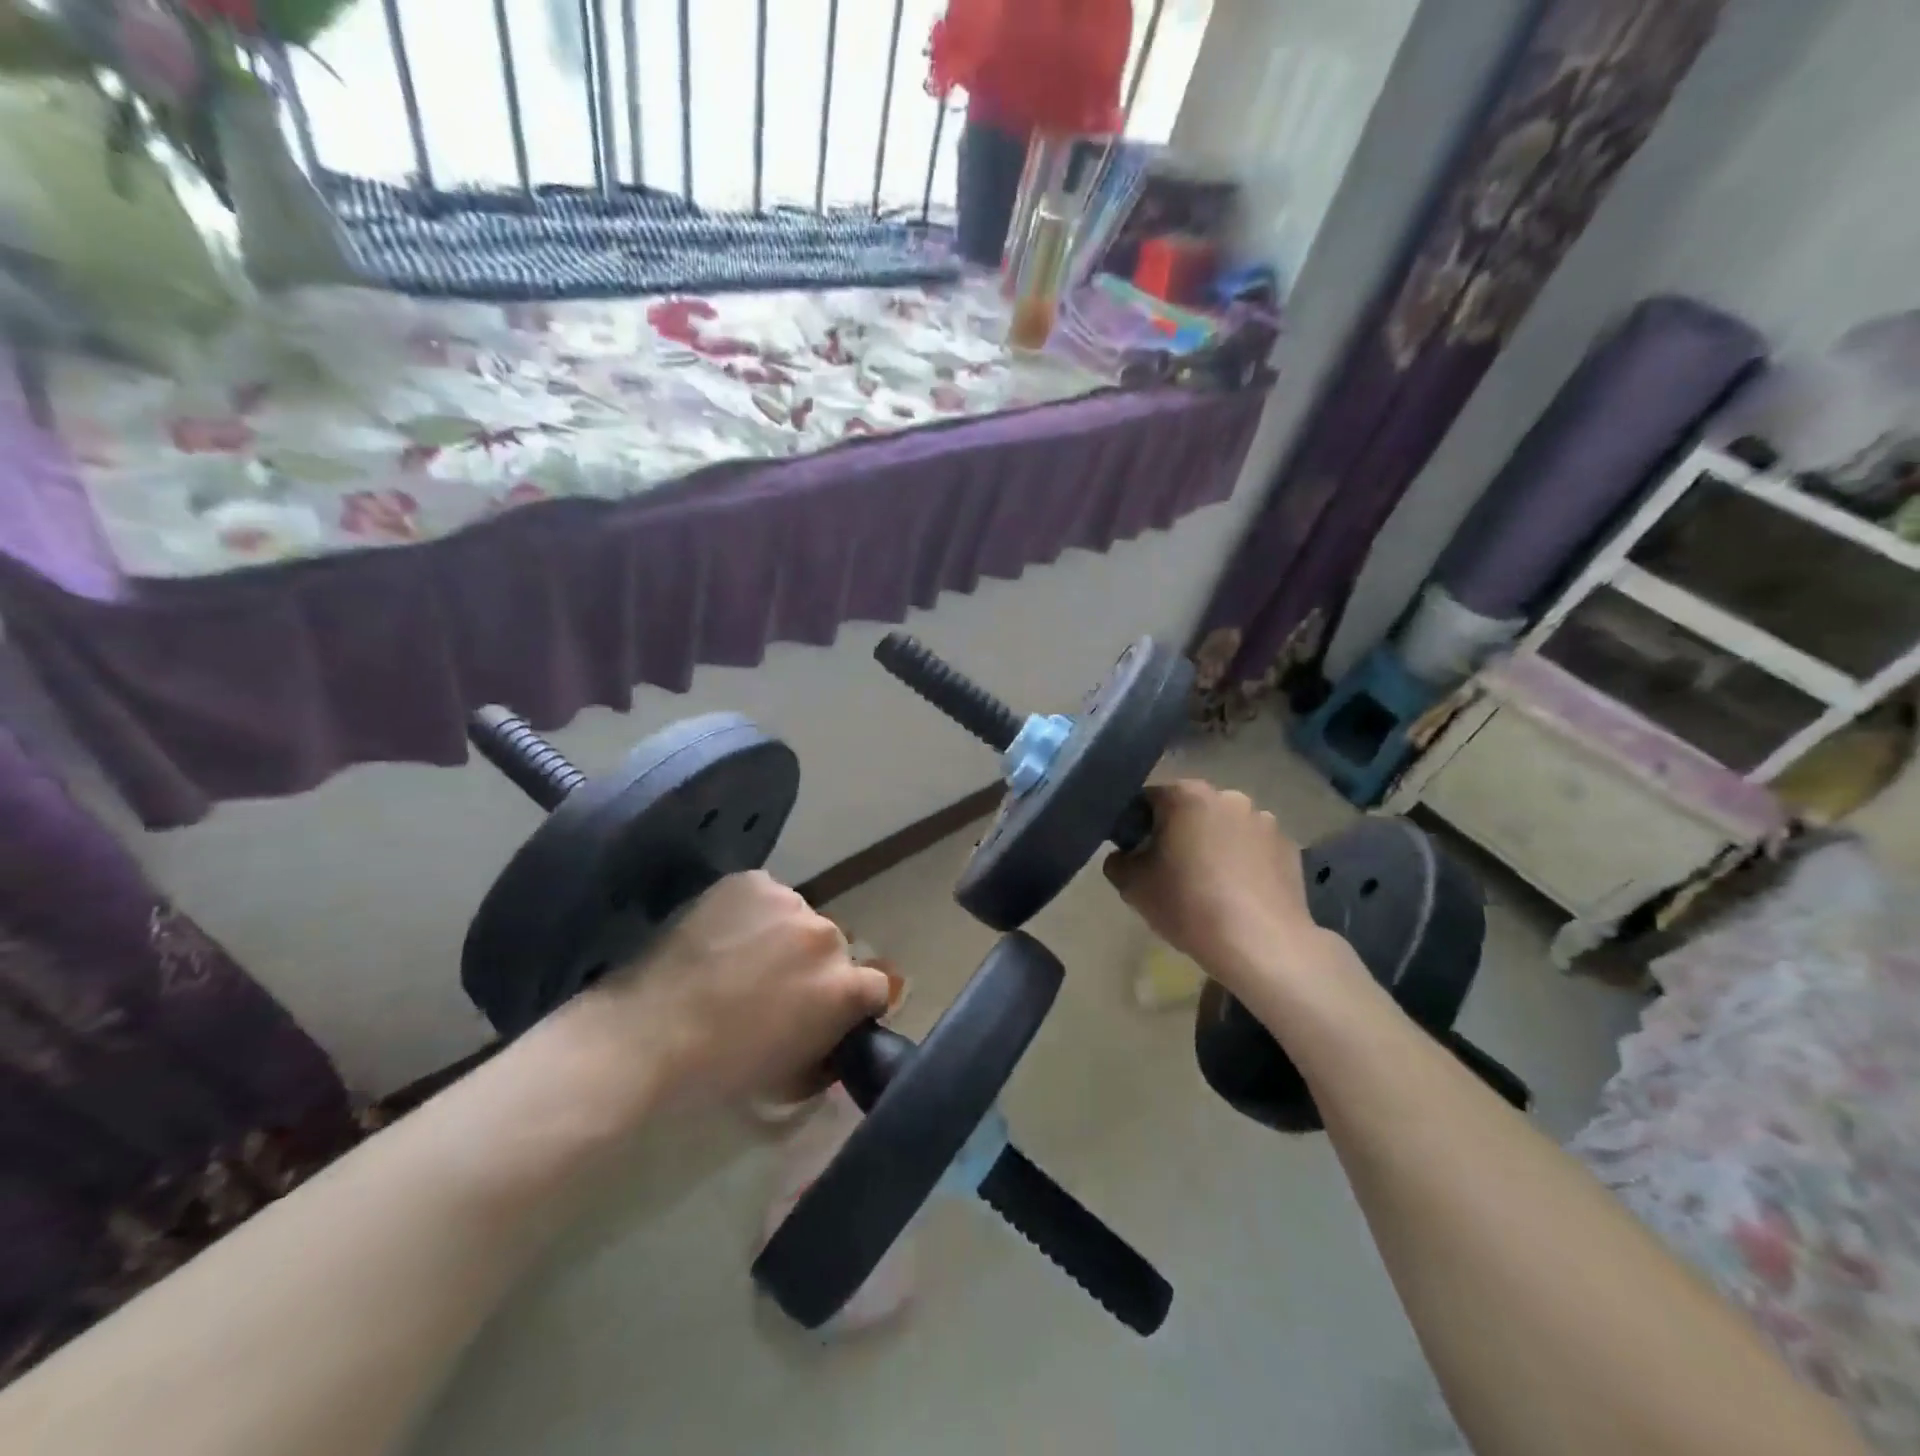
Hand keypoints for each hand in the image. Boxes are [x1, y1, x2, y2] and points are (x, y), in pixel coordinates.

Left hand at [553, 872, 890, 1113]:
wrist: (649, 1033)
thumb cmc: (722, 1068)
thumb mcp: (792, 1078)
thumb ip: (829, 1053)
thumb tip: (835, 1039)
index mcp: (844, 986)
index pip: (877, 985)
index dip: (852, 1002)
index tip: (825, 1012)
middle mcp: (826, 936)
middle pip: (835, 948)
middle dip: (814, 966)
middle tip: (774, 987)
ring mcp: (788, 902)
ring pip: (799, 918)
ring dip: (784, 936)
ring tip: (741, 959)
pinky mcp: (752, 881)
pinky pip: (766, 896)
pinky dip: (753, 913)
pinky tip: (723, 936)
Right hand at [1104, 780, 1339, 999]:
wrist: (1261, 945)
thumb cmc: (1189, 905)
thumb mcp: (1131, 886)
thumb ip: (1117, 860)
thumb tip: (1125, 854)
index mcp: (1186, 795)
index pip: (1149, 799)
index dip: (1137, 825)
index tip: (1137, 854)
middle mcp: (1228, 796)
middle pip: (1191, 809)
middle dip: (1179, 832)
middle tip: (1172, 870)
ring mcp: (1264, 820)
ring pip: (1225, 827)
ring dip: (1215, 845)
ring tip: (1212, 885)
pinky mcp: (1289, 847)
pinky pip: (1254, 848)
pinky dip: (1244, 861)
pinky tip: (1240, 894)